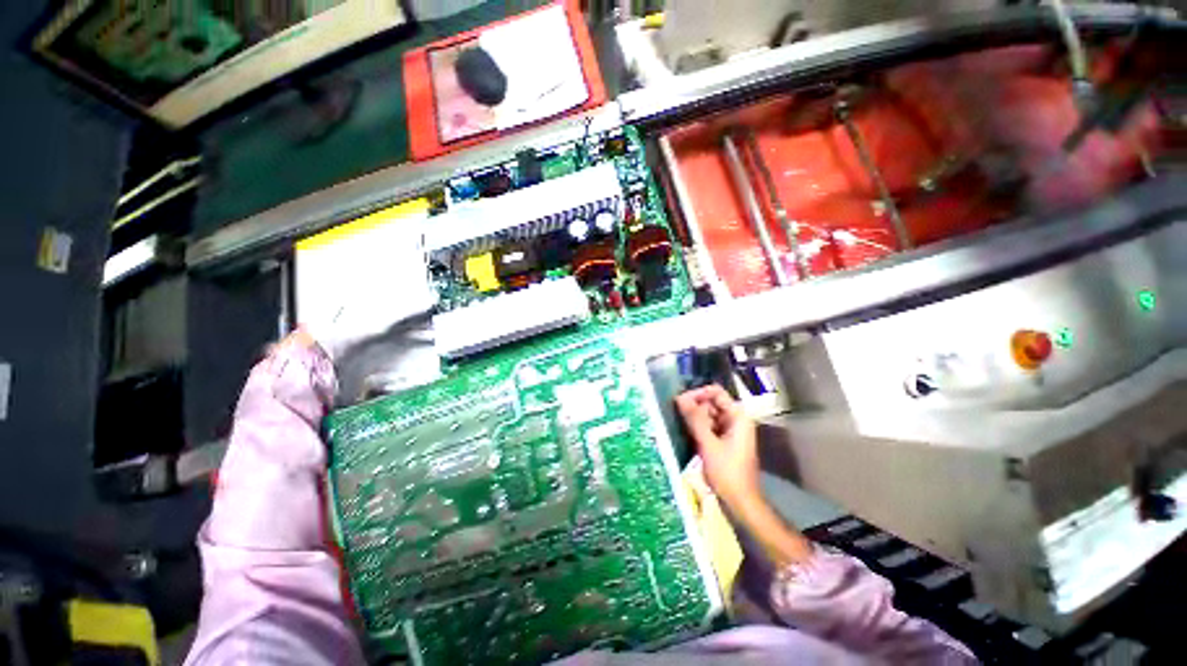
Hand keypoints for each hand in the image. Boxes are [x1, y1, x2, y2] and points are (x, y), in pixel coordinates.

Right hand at [675, 385, 759, 510]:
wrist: (740, 502)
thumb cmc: (727, 472)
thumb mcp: (708, 443)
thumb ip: (694, 418)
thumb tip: (680, 397)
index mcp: (738, 416)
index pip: (715, 392)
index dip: (697, 393)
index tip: (680, 401)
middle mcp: (736, 419)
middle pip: (711, 403)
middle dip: (694, 406)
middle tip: (675, 413)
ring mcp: (730, 431)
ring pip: (708, 416)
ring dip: (694, 418)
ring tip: (677, 422)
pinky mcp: (724, 442)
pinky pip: (709, 427)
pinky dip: (697, 428)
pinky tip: (685, 433)